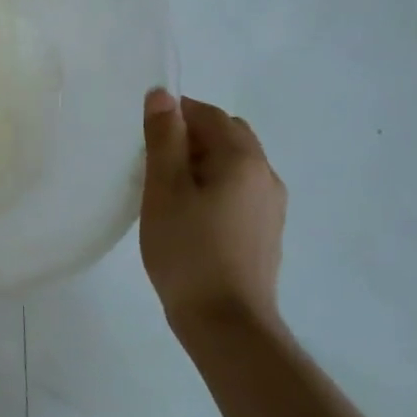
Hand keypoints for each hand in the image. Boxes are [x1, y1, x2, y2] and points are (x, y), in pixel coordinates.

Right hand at [140, 89, 285, 330]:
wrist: (226, 322)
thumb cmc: (188, 250)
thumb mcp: (164, 188)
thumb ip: (164, 137)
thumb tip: (162, 94)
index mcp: (243, 159)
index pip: (208, 114)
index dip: (175, 115)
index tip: (145, 137)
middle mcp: (266, 175)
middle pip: (227, 135)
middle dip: (190, 137)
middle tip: (153, 162)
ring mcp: (271, 206)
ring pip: (233, 164)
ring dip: (201, 163)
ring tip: (167, 191)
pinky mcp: (266, 231)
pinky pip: (238, 190)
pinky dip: (213, 187)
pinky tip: (190, 215)